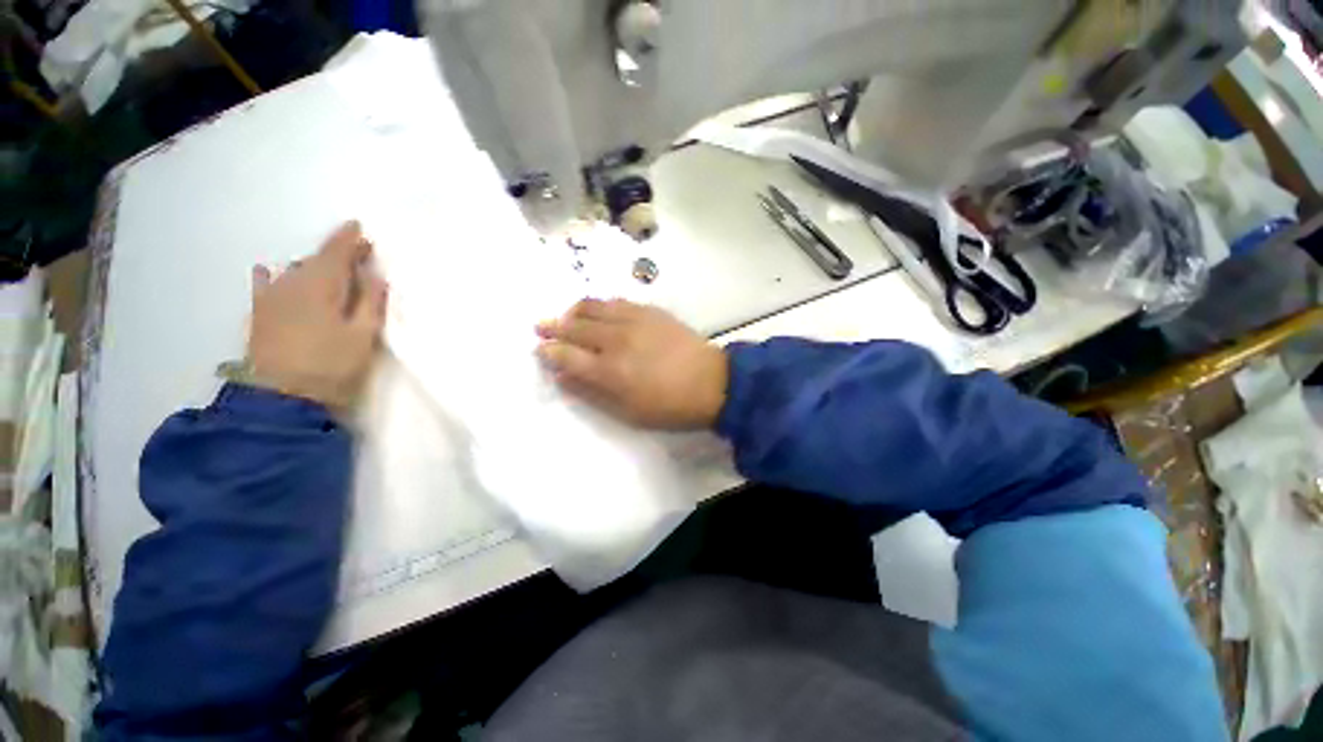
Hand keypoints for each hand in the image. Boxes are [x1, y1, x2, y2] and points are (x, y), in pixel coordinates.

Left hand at [247, 221, 387, 409]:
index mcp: (321, 285)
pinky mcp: (260, 313)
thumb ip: (370, 301)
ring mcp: (271, 297)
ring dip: (314, 265)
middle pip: (316, 258)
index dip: (349, 238)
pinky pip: (264, 284)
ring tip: (330, 270)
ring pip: (294, 269)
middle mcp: (292, 282)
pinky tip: (269, 270)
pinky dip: (271, 275)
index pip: (336, 251)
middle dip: (337, 252)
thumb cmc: (332, 364)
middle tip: (358, 253)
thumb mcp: (363, 335)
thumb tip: (374, 275)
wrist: (282, 397)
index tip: (359, 227)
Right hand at [535, 299, 727, 429]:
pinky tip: (597, 310)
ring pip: (593, 307)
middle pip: (575, 326)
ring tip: (566, 316)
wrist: (712, 383)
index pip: (566, 355)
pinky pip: (617, 301)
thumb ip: (591, 393)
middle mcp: (616, 340)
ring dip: (573, 311)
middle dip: (553, 326)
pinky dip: (600, 304)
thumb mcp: (628, 413)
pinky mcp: (651, 311)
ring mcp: (634, 320)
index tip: (539, 349)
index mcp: (609, 371)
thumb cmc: (670, 407)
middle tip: (540, 326)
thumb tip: (562, 377)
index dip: (549, 351)